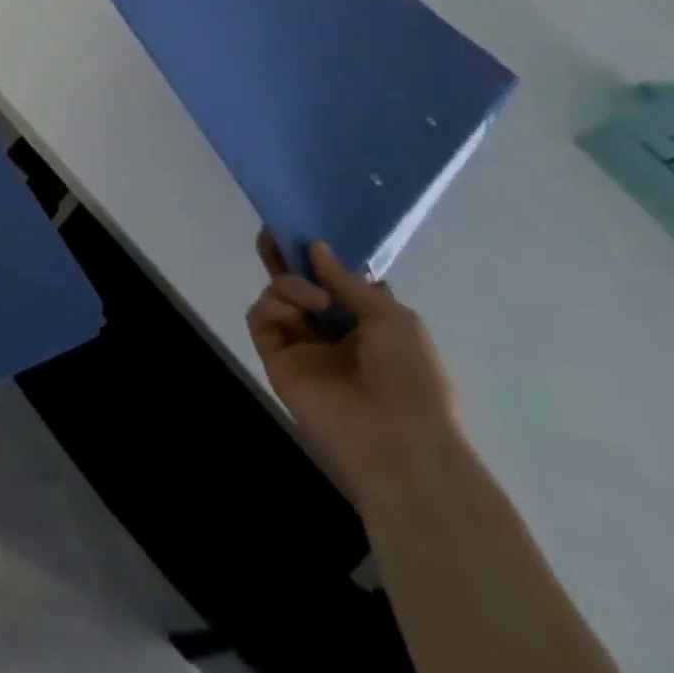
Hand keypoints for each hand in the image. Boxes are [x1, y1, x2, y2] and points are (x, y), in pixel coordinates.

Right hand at [246, 234, 464, 507]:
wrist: (398, 441)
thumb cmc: (411, 376)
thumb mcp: (392, 317)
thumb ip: (347, 280)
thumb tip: (315, 247)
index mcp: (367, 321)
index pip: (336, 279)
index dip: (323, 256)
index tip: (310, 231)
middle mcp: (331, 328)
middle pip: (300, 283)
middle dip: (287, 258)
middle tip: (274, 233)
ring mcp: (301, 343)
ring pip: (278, 295)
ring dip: (292, 284)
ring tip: (316, 298)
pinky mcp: (275, 357)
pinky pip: (261, 318)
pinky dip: (273, 304)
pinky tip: (299, 308)